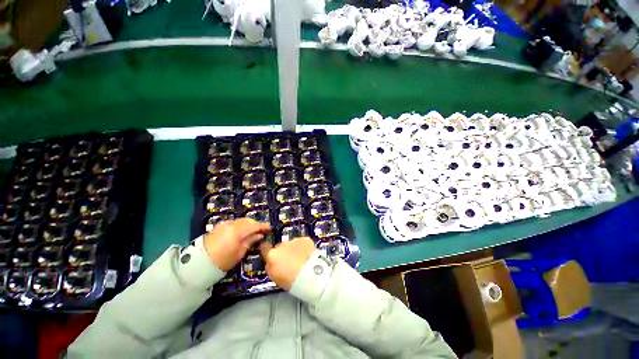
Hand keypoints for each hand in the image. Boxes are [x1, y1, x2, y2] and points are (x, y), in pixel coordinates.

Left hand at [203, 218, 270, 270]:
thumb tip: (260, 235)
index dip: (263, 226)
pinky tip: (241, 231)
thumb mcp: (239, 253)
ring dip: (248, 224)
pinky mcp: (219, 226)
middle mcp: (231, 224)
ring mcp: (224, 224)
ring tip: (252, 230)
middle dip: (255, 224)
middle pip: (247, 221)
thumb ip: (250, 241)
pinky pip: (233, 222)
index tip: (269, 227)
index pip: (254, 225)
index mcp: (237, 232)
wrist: (199, 263)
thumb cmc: (222, 261)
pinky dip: (240, 225)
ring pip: (240, 220)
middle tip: (261, 230)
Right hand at [260, 237, 316, 289]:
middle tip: (290, 261)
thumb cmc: (291, 281)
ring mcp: (294, 240)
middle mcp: (282, 244)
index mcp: (272, 255)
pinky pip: (302, 242)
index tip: (270, 252)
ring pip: (292, 243)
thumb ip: (271, 265)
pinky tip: (307, 254)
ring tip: (301, 258)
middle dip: (283, 251)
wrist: (310, 274)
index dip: (267, 249)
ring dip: (294, 249)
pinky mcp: (305, 239)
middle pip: (280, 246)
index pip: (264, 247)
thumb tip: (271, 261)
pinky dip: (303, 247)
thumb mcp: (274, 277)